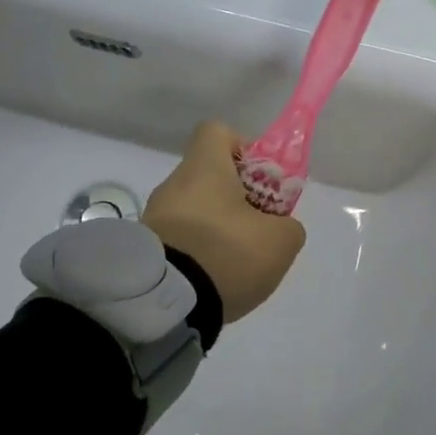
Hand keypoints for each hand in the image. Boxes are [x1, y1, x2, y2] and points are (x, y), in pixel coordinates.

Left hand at [143, 121, 305, 321]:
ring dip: (218, 229)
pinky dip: (198, 253)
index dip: (244, 149)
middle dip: (236, 200)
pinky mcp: (147, 250)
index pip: (217, 132)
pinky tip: (213, 279)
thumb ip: (288, 225)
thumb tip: (279, 227)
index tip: (261, 181)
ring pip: (195, 211)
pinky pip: (180, 240)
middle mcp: (173, 185)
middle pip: (209, 177)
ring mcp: (154, 218)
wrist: (167, 302)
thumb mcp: (281, 241)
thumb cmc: (227, 253)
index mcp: (203, 168)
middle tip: (258, 230)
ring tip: (237, 264)